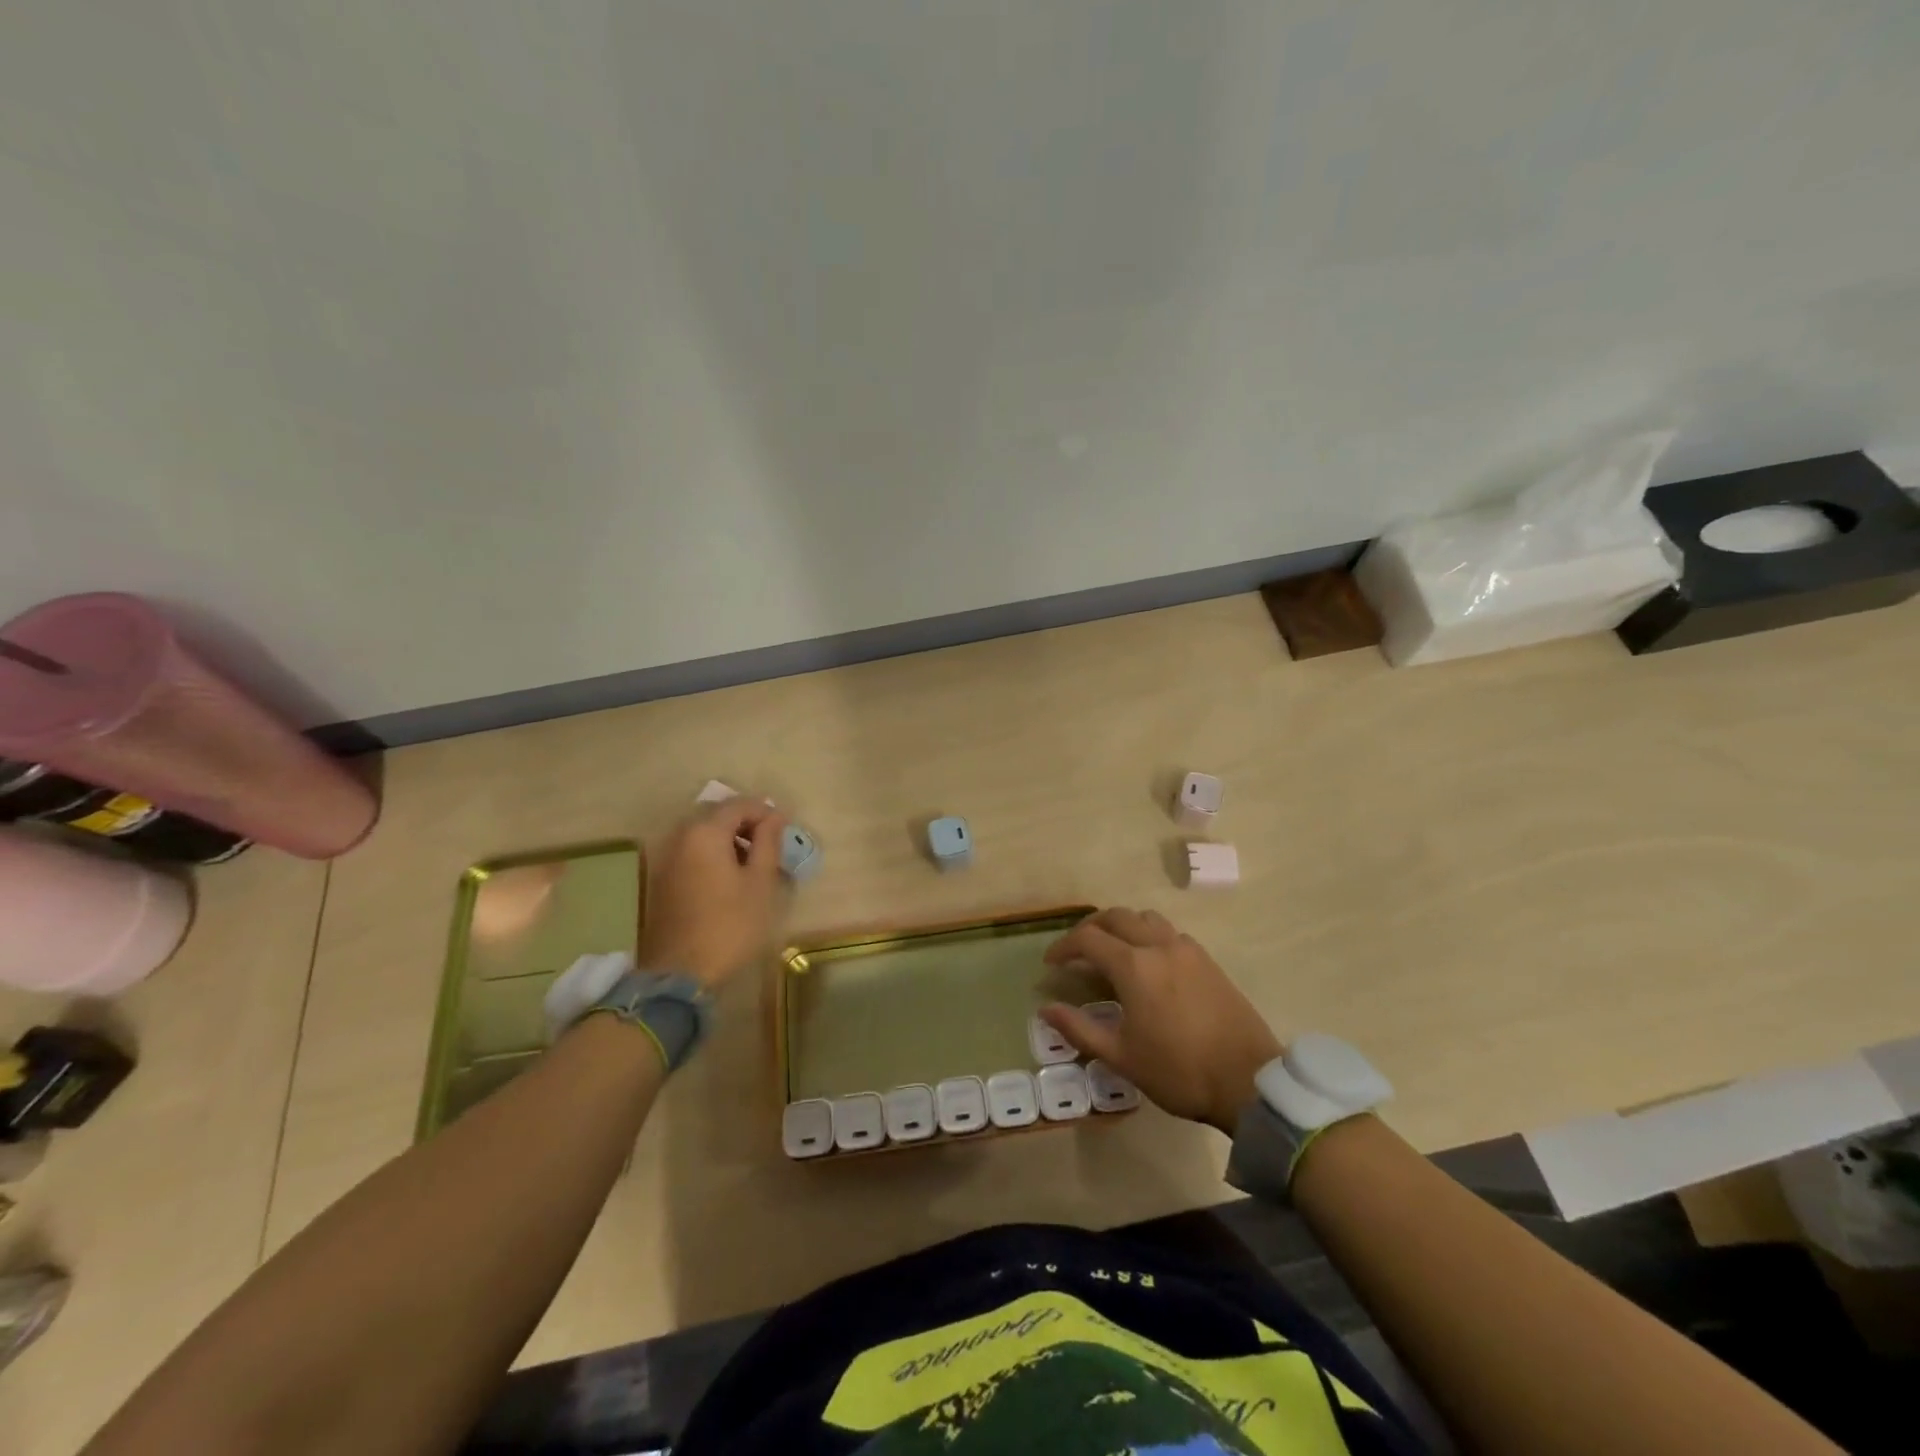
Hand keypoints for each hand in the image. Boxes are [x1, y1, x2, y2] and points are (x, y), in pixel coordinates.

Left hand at [638, 797, 789, 987]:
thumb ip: (768, 842)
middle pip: (717, 815)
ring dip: (729, 839)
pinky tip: (729, 878)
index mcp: (705, 832)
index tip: (785, 832)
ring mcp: (666, 857)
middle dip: (746, 823)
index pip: (740, 805)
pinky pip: (691, 851)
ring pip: (702, 833)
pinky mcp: (661, 879)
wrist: (680, 974)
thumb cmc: (730, 925)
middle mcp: (680, 836)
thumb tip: (775, 816)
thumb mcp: (760, 882)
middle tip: (770, 846)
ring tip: (752, 864)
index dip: (765, 813)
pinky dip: (712, 854)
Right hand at [1041, 908, 1281, 1134]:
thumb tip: (1046, 1010)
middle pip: (1116, 916)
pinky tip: (1148, 963)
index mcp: (1134, 966)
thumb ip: (1080, 1029)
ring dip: (1122, 926)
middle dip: (1090, 928)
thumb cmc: (1179, 1072)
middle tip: (1076, 951)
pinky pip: (1169, 932)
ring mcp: (1187, 949)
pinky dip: (1148, 935)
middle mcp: (1158, 945)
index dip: (1064, 947)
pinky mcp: (1207, 960)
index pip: (1088, 938)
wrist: (1249, 1081)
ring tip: (1111, 951)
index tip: (1051, 963)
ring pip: (1145, 918)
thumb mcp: (1122, 1057)